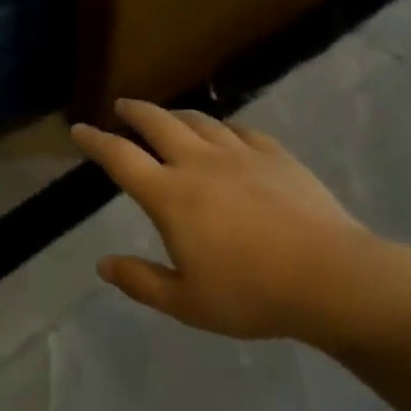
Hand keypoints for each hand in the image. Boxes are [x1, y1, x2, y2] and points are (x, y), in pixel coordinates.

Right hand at [72, 99, 410, 353]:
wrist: (331, 277)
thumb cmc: (252, 294)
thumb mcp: (187, 302)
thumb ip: (141, 281)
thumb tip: (103, 264)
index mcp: (171, 195)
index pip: (121, 157)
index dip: (95, 141)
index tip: (79, 129)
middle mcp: (199, 163)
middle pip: (157, 123)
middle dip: (134, 112)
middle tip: (123, 107)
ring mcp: (240, 153)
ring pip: (198, 122)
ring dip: (175, 116)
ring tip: (168, 118)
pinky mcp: (275, 154)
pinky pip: (239, 130)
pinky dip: (221, 128)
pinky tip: (224, 135)